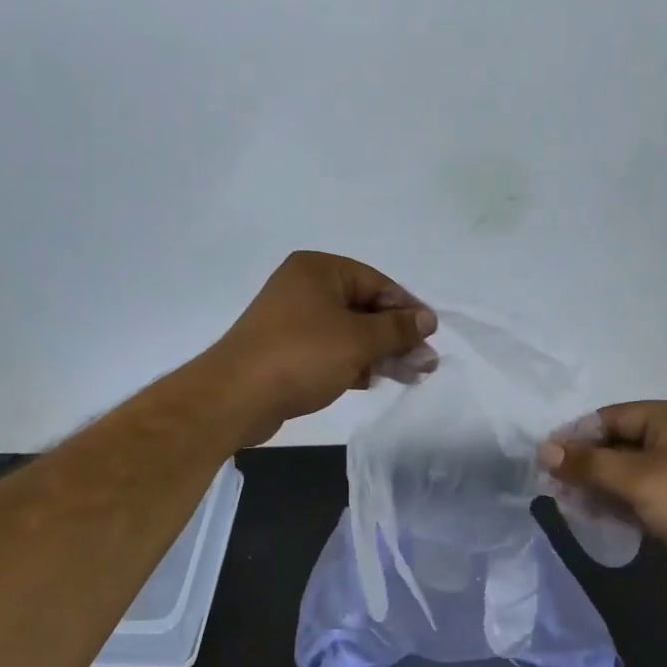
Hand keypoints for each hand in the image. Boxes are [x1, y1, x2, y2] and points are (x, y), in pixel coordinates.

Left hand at [206, 252, 437, 445]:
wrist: (236, 396)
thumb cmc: (302, 355)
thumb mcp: (358, 340)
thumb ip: (397, 329)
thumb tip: (427, 319)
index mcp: (319, 269)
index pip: (377, 282)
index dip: (407, 309)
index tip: (430, 336)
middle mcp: (304, 288)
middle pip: (363, 308)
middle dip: (395, 336)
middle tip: (424, 363)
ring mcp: (292, 320)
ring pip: (348, 332)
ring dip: (378, 352)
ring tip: (409, 376)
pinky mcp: (286, 350)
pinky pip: (329, 350)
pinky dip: (352, 362)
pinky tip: (372, 380)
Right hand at [537, 401, 666, 600]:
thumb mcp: (636, 479)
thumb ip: (588, 463)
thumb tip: (543, 450)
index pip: (611, 417)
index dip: (576, 437)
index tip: (546, 460)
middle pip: (619, 443)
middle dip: (587, 464)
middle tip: (554, 486)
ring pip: (630, 470)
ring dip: (600, 485)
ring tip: (570, 504)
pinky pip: (644, 491)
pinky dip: (621, 501)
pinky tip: (597, 516)